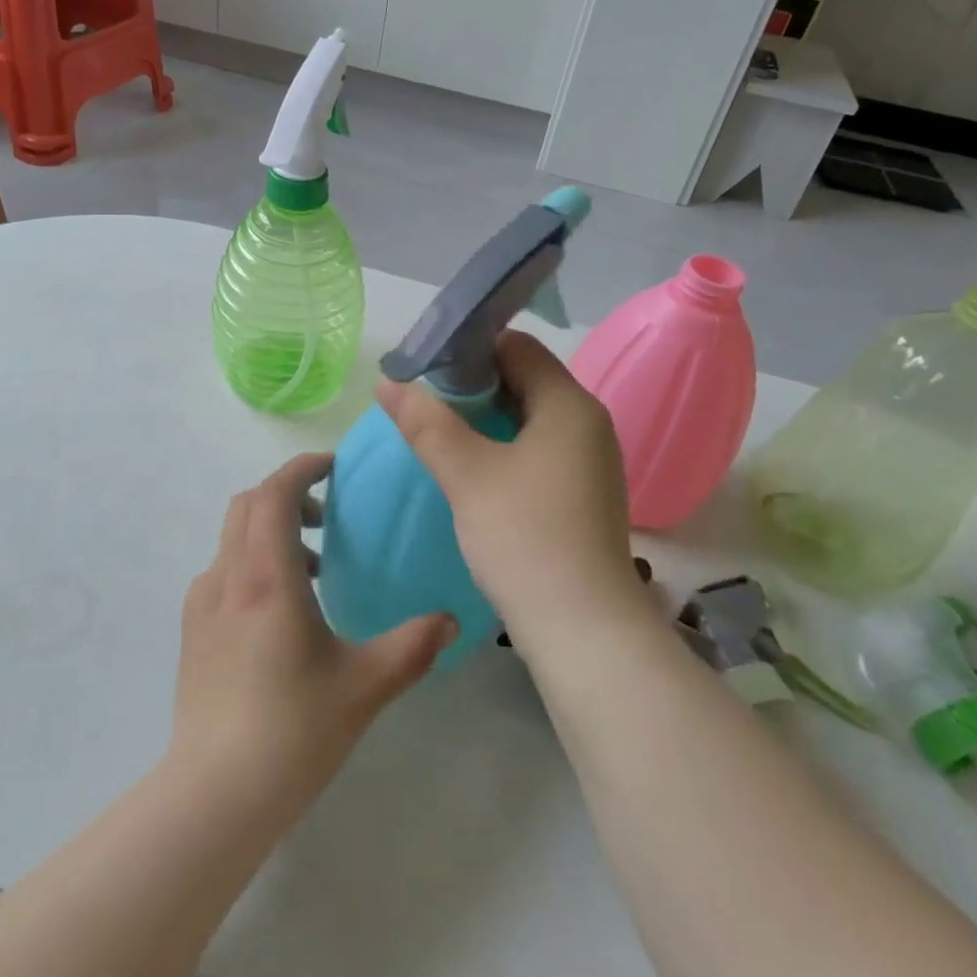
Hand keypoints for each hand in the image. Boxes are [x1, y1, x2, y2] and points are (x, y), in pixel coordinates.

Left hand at [170, 452, 455, 821]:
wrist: (214, 794)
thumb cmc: (293, 730)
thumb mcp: (365, 686)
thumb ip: (414, 646)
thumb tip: (452, 620)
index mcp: (267, 576)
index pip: (275, 492)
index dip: (303, 468)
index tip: (334, 468)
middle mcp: (228, 577)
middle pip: (248, 504)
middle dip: (287, 495)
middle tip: (328, 518)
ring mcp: (203, 603)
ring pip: (233, 537)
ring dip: (270, 531)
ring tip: (312, 571)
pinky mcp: (192, 630)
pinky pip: (222, 571)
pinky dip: (251, 563)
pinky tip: (278, 614)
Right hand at [375, 331, 640, 652]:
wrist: (584, 630)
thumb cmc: (525, 537)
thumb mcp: (466, 473)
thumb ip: (426, 422)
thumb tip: (388, 382)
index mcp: (568, 404)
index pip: (516, 346)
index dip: (467, 348)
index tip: (424, 367)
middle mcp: (587, 423)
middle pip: (524, 378)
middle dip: (471, 385)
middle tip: (422, 401)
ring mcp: (588, 461)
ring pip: (528, 417)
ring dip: (484, 419)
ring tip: (437, 432)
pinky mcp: (581, 494)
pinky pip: (536, 450)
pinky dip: (502, 447)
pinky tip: (469, 468)